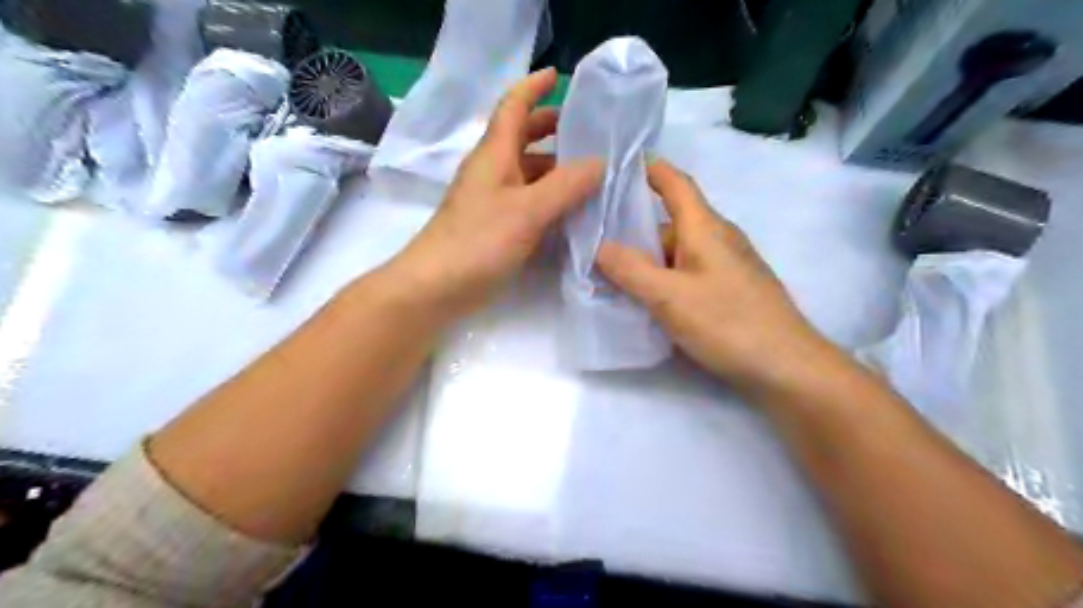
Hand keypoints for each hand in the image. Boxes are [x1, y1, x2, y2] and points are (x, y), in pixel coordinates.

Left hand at [390, 69, 605, 321]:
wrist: (436, 287)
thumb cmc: (478, 241)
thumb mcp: (528, 210)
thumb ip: (566, 186)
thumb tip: (599, 163)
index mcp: (494, 155)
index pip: (512, 107)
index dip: (532, 87)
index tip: (557, 76)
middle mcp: (492, 172)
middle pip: (521, 138)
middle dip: (550, 129)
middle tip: (587, 131)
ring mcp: (492, 201)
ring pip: (527, 173)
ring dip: (555, 168)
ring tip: (591, 173)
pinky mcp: (495, 227)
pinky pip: (527, 201)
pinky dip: (549, 198)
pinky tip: (572, 210)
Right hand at [597, 158, 830, 390]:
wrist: (786, 367)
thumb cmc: (728, 322)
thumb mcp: (670, 296)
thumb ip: (631, 270)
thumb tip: (599, 246)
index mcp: (705, 227)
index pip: (676, 183)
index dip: (649, 169)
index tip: (617, 166)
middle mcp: (717, 239)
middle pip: (670, 221)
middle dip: (634, 227)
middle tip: (594, 237)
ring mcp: (726, 266)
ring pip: (677, 251)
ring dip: (646, 258)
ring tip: (610, 272)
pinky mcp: (729, 291)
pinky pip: (687, 273)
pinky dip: (663, 278)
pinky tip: (645, 298)